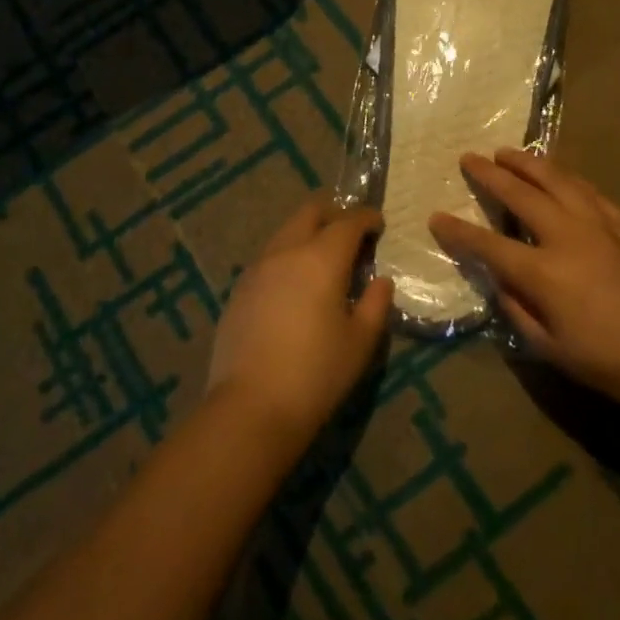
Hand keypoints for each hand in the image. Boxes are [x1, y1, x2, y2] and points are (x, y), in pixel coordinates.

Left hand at [206, 198, 393, 445]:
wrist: (251, 406)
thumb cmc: (316, 374)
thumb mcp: (360, 341)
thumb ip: (376, 304)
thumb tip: (381, 281)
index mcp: (320, 258)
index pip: (348, 222)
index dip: (367, 217)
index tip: (379, 223)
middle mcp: (286, 251)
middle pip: (310, 213)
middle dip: (334, 214)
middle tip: (352, 234)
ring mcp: (257, 268)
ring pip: (285, 232)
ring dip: (308, 233)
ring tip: (324, 260)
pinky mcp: (239, 289)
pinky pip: (269, 257)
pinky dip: (288, 256)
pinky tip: (295, 285)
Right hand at [429, 149, 619, 422]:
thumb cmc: (616, 365)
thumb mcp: (555, 351)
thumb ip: (519, 312)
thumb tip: (501, 283)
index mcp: (545, 273)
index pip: (489, 244)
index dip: (458, 231)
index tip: (436, 217)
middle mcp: (568, 238)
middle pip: (521, 195)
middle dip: (490, 175)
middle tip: (469, 158)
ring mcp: (601, 226)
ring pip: (558, 181)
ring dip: (529, 163)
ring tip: (508, 151)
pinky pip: (590, 191)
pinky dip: (568, 178)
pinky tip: (560, 175)